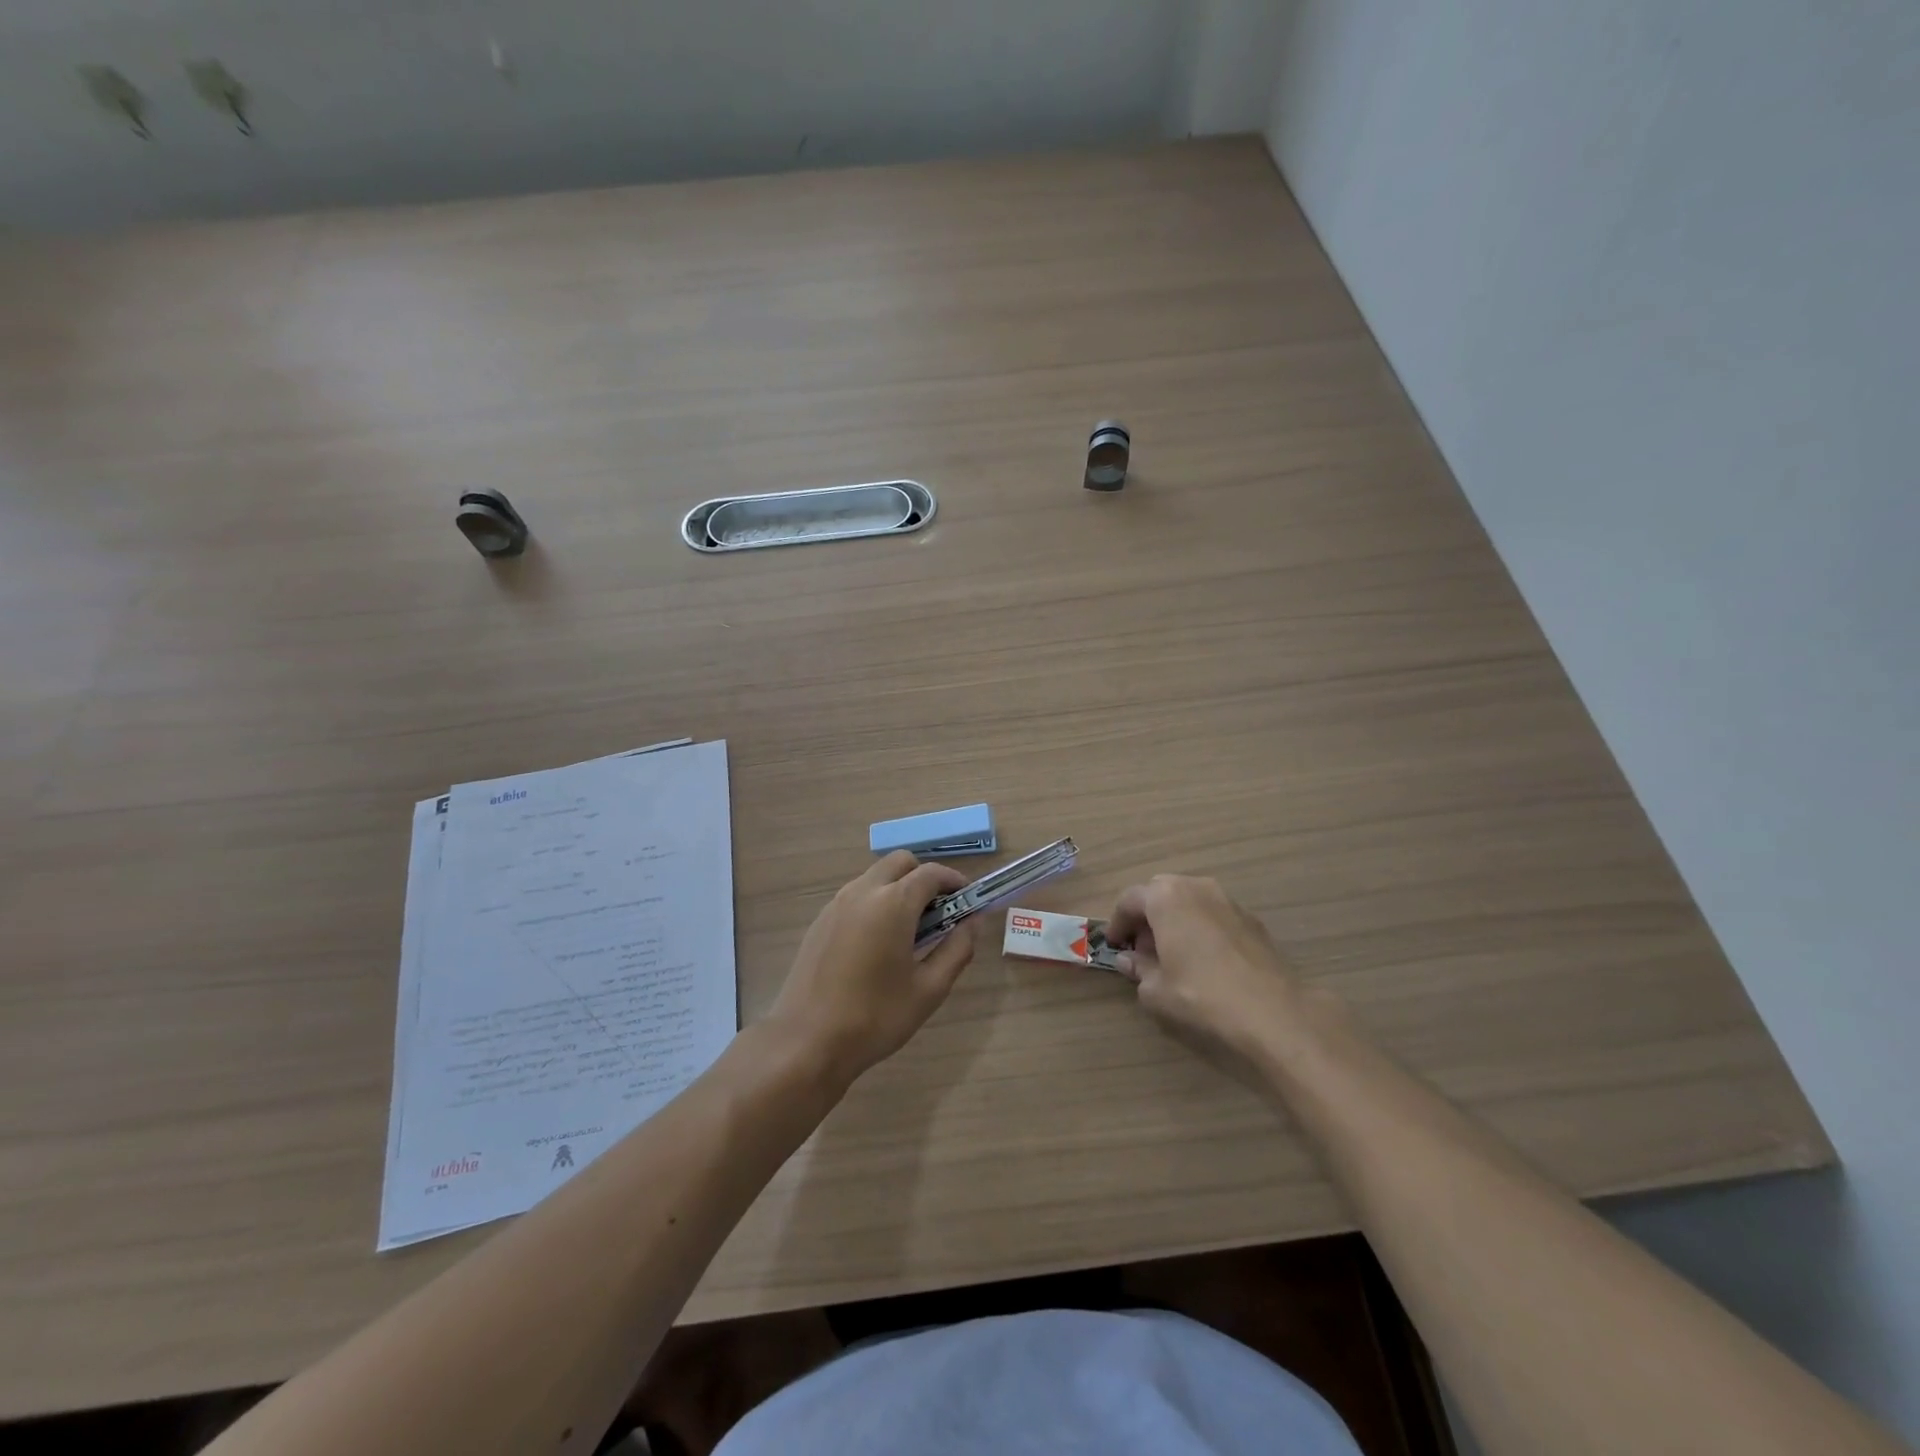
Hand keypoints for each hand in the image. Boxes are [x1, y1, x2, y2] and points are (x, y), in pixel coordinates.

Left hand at [768, 851, 976, 1089]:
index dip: (954, 882)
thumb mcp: (929, 989)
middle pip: (900, 863)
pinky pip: (856, 896)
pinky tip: (878, 944)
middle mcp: (863, 892)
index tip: (968, 901)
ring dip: (898, 888)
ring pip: (875, 877)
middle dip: (924, 878)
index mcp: (893, 903)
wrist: (807, 1041)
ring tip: (910, 931)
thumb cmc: (875, 1017)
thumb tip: (972, 922)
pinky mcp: (820, 921)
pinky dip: (875, 903)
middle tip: (939, 913)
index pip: (931, 873)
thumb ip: (957, 949)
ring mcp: (836, 904)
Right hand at [1104, 875, 1303, 1069]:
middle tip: (1142, 947)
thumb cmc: (1201, 995)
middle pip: (1161, 893)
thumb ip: (1138, 969)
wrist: (1272, 1012)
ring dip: (1175, 919)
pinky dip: (1201, 927)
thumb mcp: (1156, 990)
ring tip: (1173, 953)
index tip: (1114, 945)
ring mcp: (1228, 900)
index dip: (1117, 922)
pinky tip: (1204, 959)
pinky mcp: (1252, 920)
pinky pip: (1214, 914)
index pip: (1129, 899)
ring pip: (1190, 900)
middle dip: (1147, 916)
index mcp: (1165, 897)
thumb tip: (1129, 960)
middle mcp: (1196, 887)